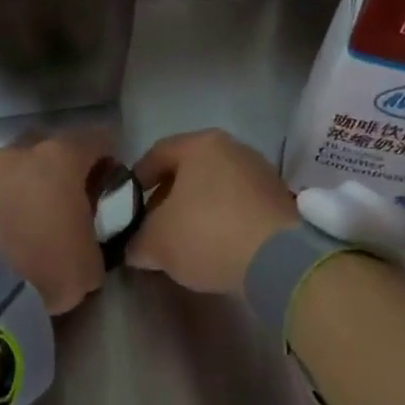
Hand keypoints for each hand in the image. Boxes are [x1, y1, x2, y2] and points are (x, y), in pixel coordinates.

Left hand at [0, 131, 108, 314]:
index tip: (109, 176)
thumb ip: (94, 235)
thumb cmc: (48, 266)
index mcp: (61, 160)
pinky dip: (1, 202)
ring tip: (31, 215)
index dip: (106, 155)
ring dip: (26, 184)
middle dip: (60, 165)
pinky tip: (5, 227)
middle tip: (67, 195)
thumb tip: (86, 237)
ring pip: (14, 167)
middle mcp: (21, 154)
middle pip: (48, 146)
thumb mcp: (92, 261)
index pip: (95, 139)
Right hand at [127, 129, 298, 294]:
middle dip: (167, 198)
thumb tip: (135, 248)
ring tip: (182, 241)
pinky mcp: (279, 201)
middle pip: (189, 171)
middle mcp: (234, 149)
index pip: (157, 154)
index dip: (136, 180)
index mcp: (201, 144)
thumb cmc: (206, 234)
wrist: (277, 260)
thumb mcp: (156, 243)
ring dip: (195, 211)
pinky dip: (221, 221)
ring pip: (215, 189)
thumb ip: (137, 241)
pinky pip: (238, 206)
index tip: (125, 206)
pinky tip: (213, 246)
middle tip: (152, 227)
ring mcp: (261, 173)